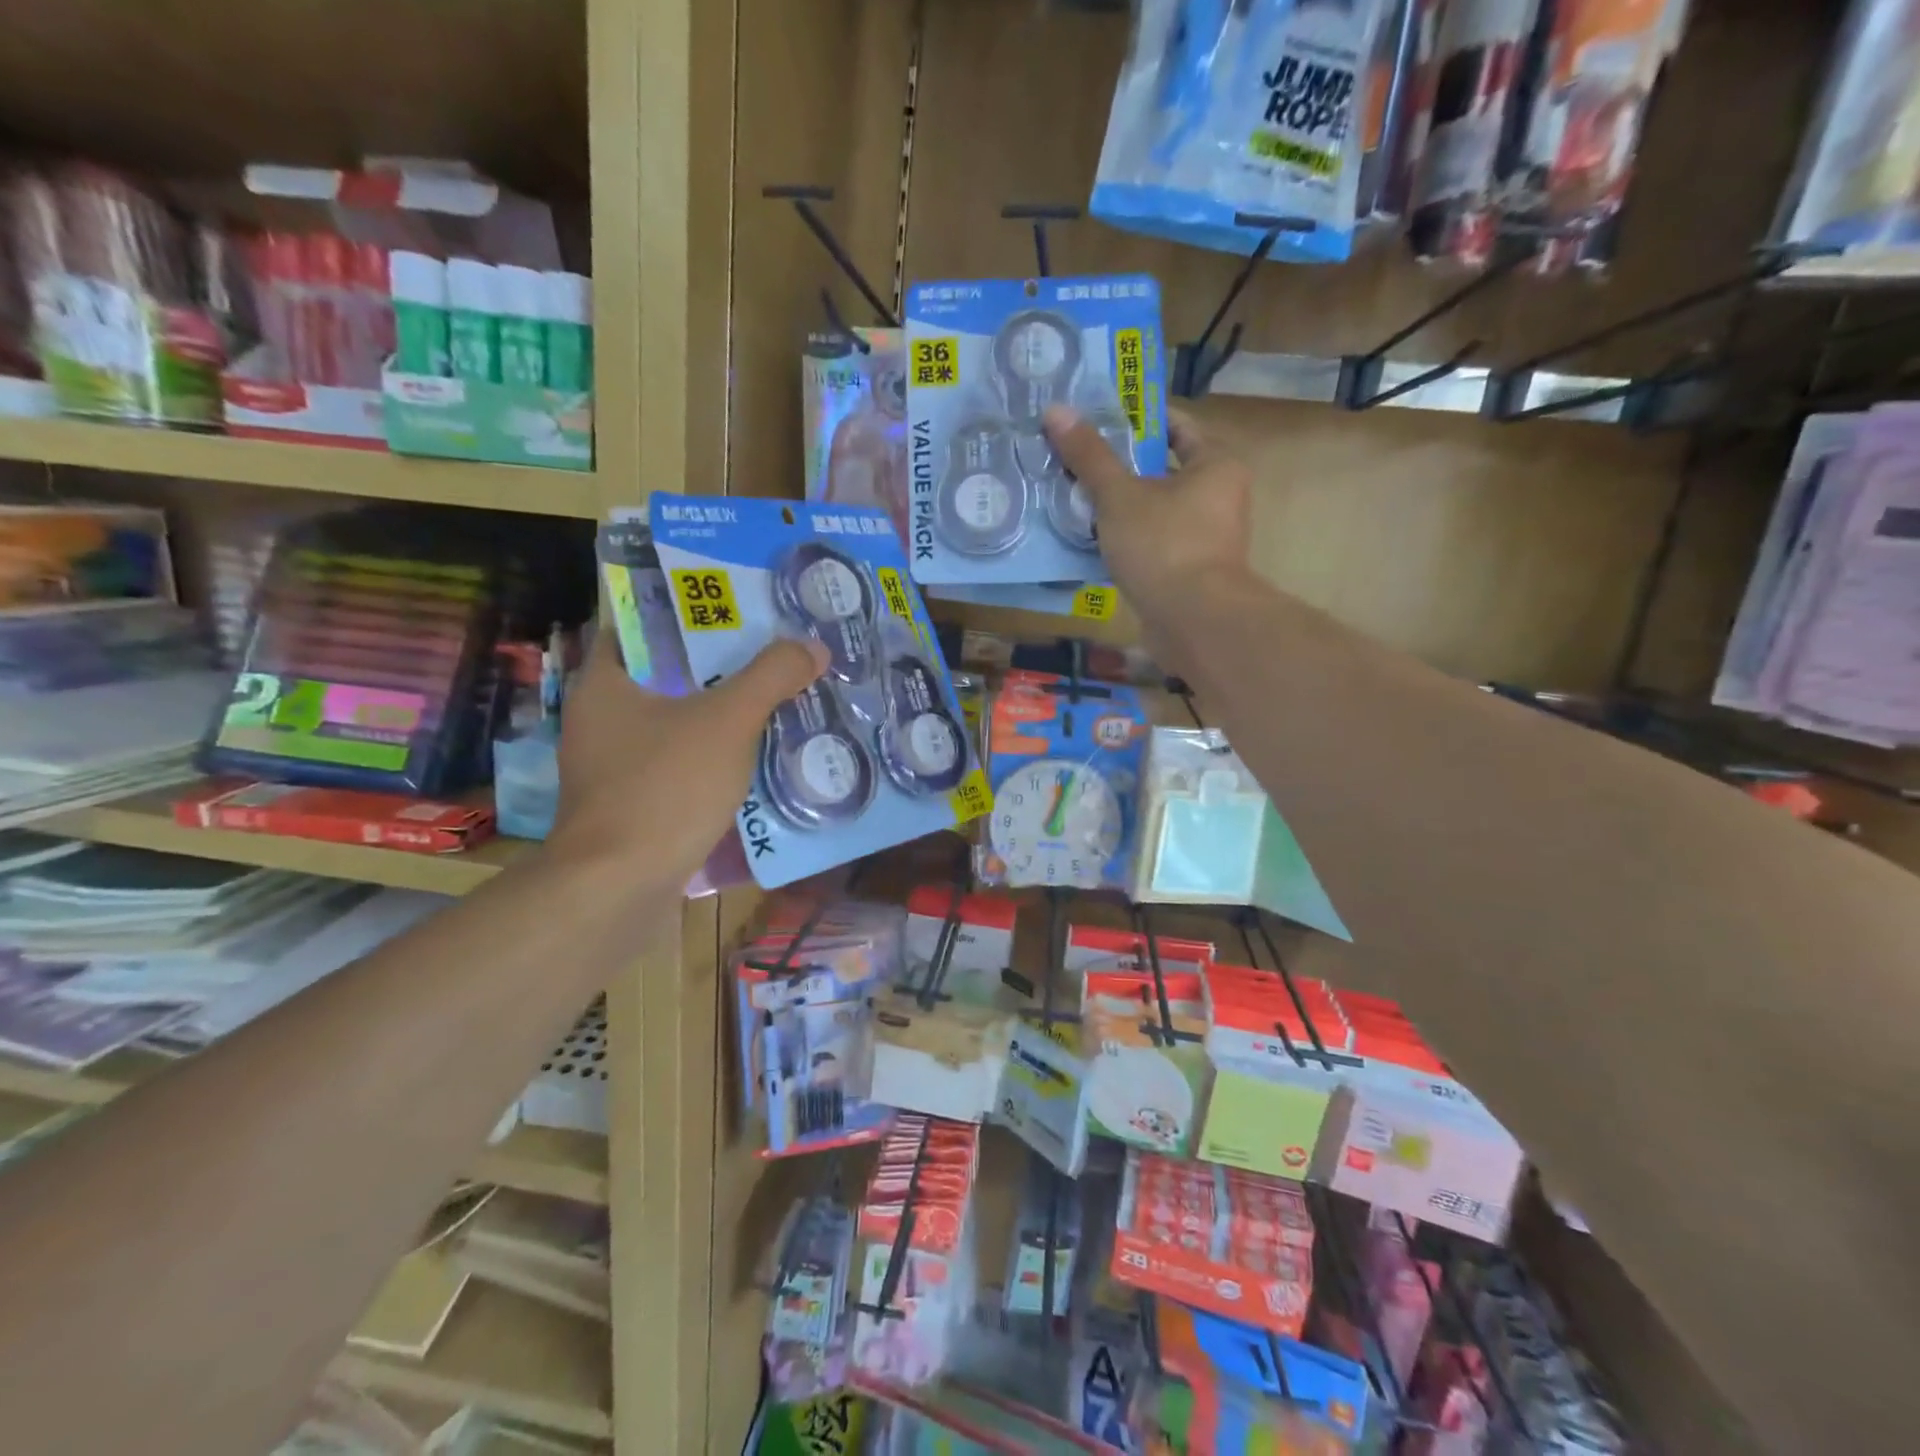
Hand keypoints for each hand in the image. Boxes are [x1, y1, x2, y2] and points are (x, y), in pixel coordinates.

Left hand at [547, 630, 826, 889]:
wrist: (619, 890)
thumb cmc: (664, 789)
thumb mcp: (728, 722)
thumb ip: (771, 677)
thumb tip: (813, 647)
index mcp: (604, 684)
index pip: (641, 627)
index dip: (689, 614)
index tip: (738, 612)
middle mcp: (599, 720)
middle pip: (666, 677)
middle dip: (720, 668)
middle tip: (770, 656)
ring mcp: (611, 768)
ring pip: (675, 725)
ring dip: (720, 717)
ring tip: (774, 703)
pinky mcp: (630, 806)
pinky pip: (678, 766)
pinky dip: (712, 759)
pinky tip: (754, 761)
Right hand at [1042, 404, 1253, 639]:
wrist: (1194, 622)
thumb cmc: (1164, 545)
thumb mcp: (1119, 495)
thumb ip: (1089, 456)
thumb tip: (1055, 410)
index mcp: (1215, 464)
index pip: (1176, 426)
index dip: (1135, 419)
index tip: (1095, 418)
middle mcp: (1218, 496)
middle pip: (1161, 469)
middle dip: (1118, 467)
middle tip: (1074, 459)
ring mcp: (1205, 538)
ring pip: (1153, 510)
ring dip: (1117, 507)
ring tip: (1072, 498)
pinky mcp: (1188, 572)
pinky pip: (1150, 543)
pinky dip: (1124, 540)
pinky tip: (1088, 540)